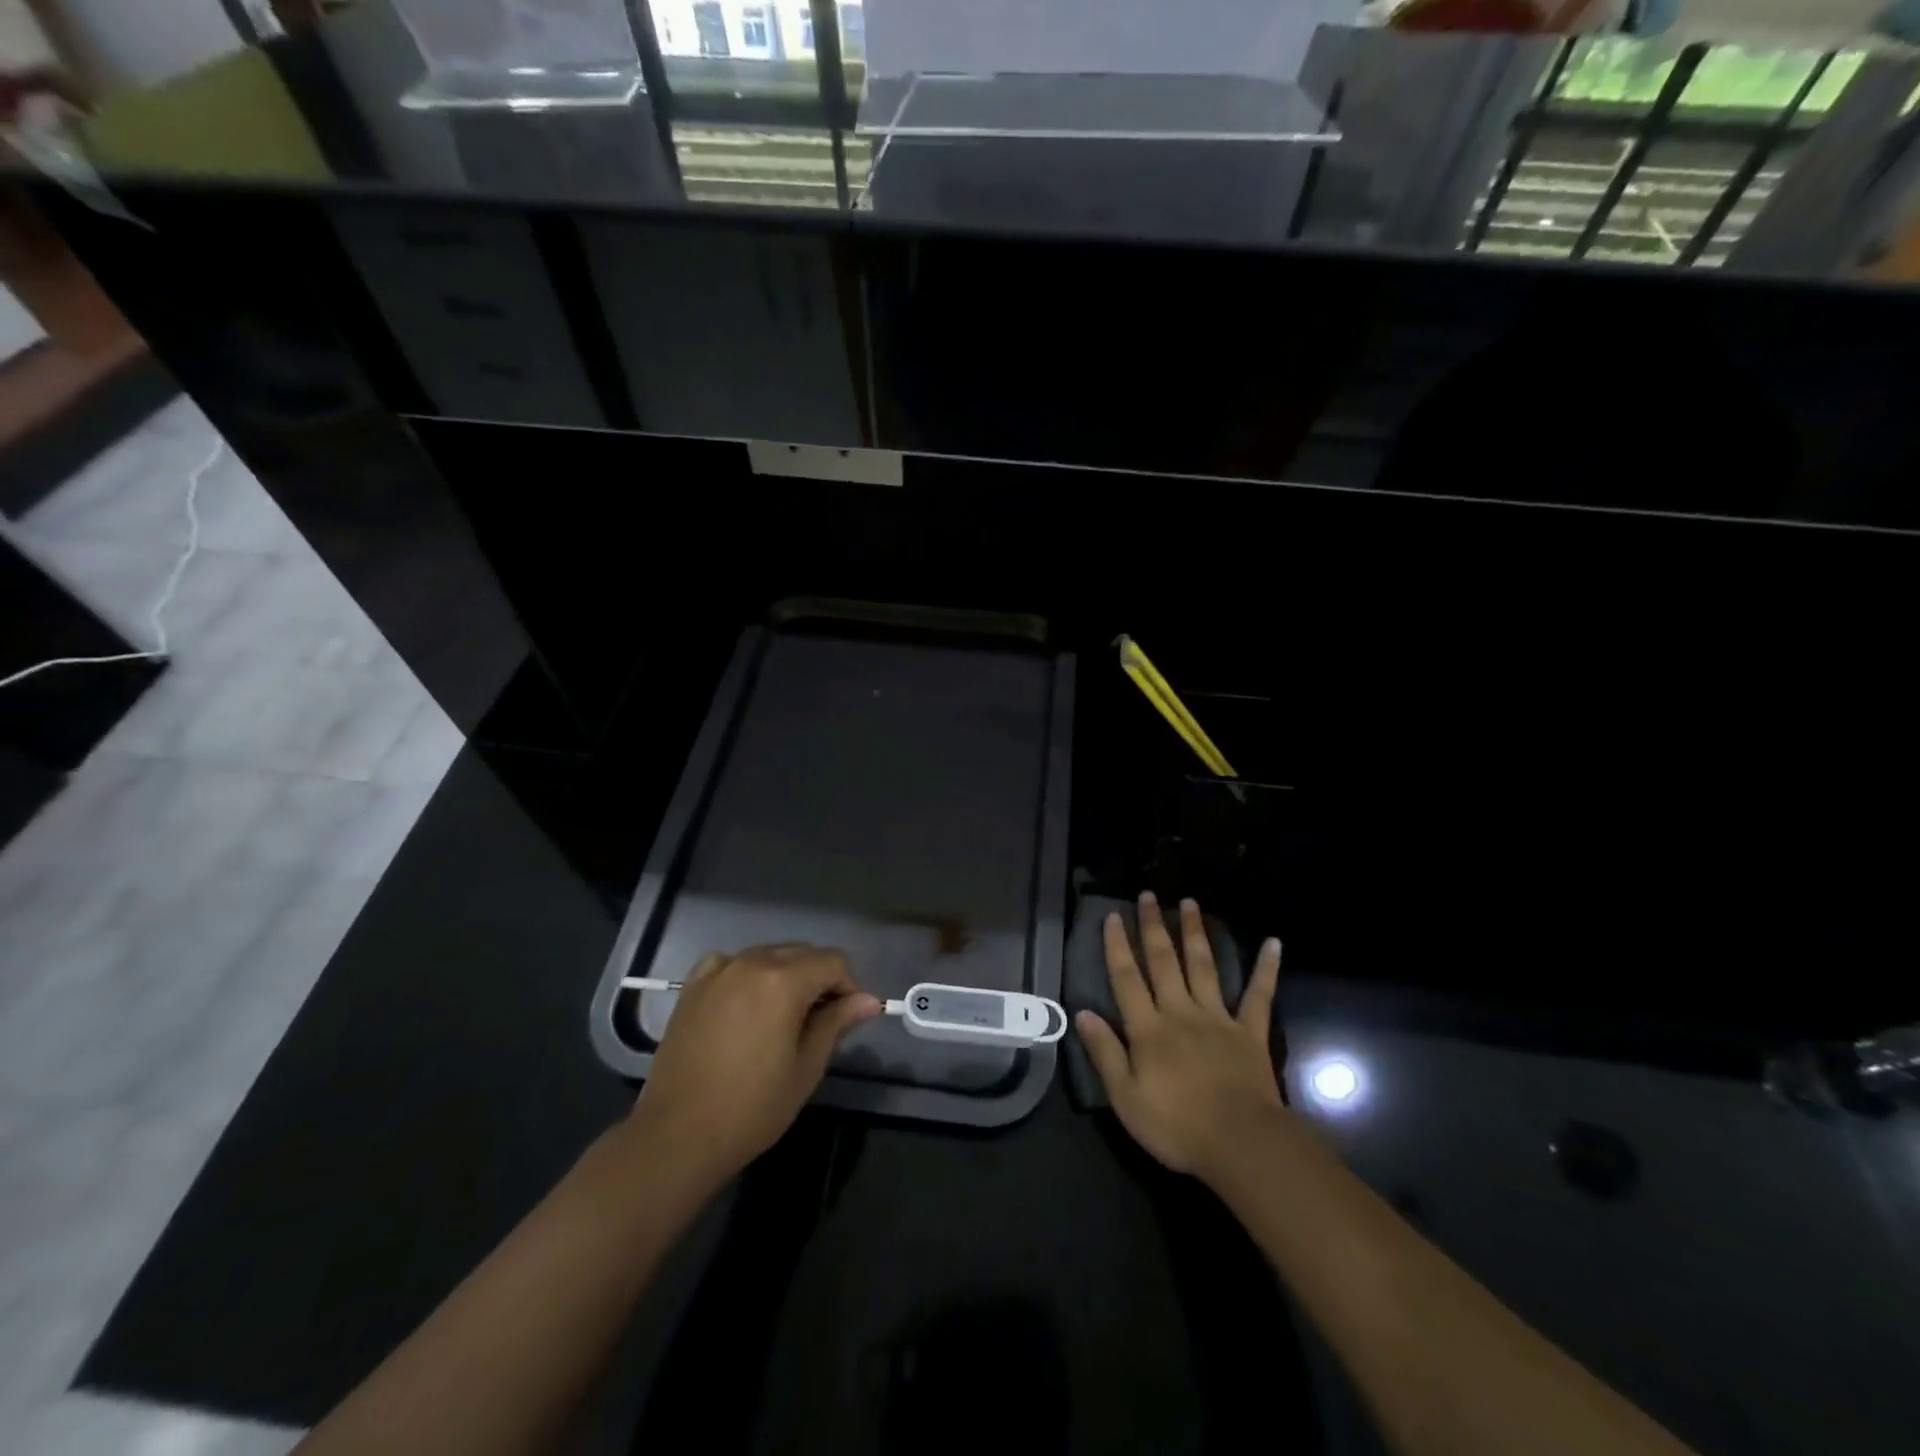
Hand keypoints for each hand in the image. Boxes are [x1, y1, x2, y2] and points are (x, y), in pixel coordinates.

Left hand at [629, 945, 881, 1185]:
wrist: (677, 1136)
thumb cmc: (751, 1107)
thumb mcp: (806, 1067)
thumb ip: (837, 1023)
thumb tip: (868, 1000)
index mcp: (783, 980)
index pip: (832, 962)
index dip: (847, 987)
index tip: (846, 1019)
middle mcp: (751, 962)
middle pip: (802, 953)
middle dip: (818, 979)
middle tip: (818, 1021)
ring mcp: (718, 970)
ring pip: (768, 955)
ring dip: (785, 976)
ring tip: (781, 1018)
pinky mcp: (693, 985)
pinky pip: (732, 964)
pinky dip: (747, 975)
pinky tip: (745, 1005)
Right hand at [1075, 893, 1284, 1184]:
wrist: (1241, 1143)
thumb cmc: (1177, 1126)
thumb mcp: (1126, 1098)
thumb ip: (1105, 1053)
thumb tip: (1082, 1013)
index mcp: (1148, 1028)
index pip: (1127, 978)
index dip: (1117, 946)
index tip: (1112, 916)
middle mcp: (1181, 1012)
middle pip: (1164, 962)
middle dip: (1154, 927)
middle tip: (1149, 895)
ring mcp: (1218, 1018)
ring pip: (1204, 966)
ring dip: (1195, 933)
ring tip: (1190, 902)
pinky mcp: (1250, 1032)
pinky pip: (1259, 995)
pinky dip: (1266, 968)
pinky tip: (1273, 943)